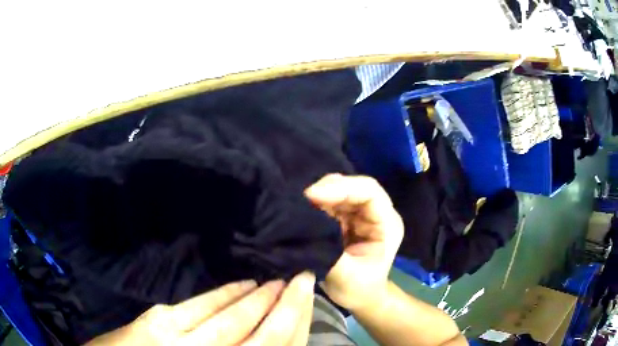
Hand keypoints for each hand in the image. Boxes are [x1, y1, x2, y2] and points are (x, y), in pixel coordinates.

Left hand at [86, 272, 315, 345]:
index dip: (290, 321)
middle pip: (256, 333)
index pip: (266, 344)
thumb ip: (231, 343)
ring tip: (275, 281)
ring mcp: (180, 340)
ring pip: (230, 318)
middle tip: (298, 281)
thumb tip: (261, 334)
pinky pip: (200, 306)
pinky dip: (224, 294)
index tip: (303, 295)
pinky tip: (240, 285)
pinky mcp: (161, 321)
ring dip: (256, 298)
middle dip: (281, 307)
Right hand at [305, 174, 402, 312]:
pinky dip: (315, 204)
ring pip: (340, 191)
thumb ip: (328, 253)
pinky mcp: (346, 218)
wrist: (361, 297)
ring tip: (298, 203)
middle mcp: (376, 213)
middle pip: (353, 187)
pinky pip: (330, 202)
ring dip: (319, 195)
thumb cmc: (360, 290)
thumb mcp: (346, 277)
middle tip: (300, 198)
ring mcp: (361, 214)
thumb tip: (302, 230)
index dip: (343, 188)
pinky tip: (302, 209)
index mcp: (387, 224)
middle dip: (327, 189)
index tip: (312, 195)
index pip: (370, 192)